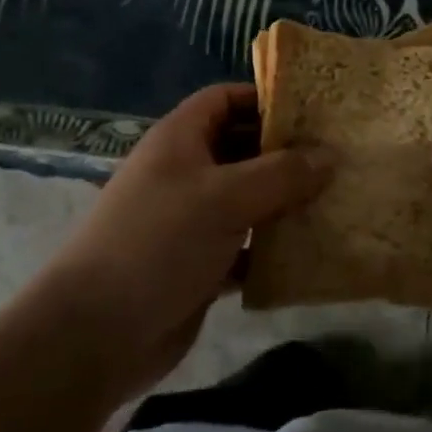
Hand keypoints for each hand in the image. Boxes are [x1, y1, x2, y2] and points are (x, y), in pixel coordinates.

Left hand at [39, 83, 331, 399]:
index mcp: (181, 137)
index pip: (227, 99)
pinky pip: (244, 244)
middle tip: (338, 156)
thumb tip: (331, 155)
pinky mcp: (198, 264)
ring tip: (335, 200)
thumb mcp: (225, 197)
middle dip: (285, 152)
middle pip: (242, 147)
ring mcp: (190, 219)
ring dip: (284, 201)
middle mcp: (185, 170)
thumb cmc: (159, 241)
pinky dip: (271, 247)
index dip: (266, 98)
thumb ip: (282, 174)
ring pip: (247, 198)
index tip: (313, 109)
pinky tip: (309, 253)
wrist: (94, 334)